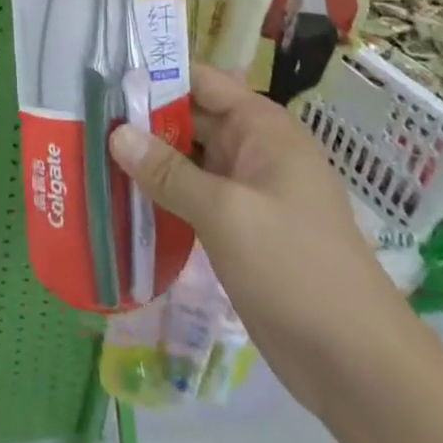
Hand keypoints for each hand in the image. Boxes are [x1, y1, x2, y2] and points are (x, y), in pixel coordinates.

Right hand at [108, 64, 412, 416]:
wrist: (359, 366)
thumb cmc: (295, 268)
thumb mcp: (225, 213)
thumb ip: (168, 171)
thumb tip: (115, 133)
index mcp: (261, 127)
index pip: (200, 81)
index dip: (154, 76)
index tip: (102, 79)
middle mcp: (254, 149)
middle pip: (189, 118)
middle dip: (142, 120)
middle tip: (83, 120)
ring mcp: (247, 191)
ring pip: (188, 160)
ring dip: (147, 161)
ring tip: (90, 155)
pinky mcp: (240, 229)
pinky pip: (193, 197)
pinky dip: (162, 196)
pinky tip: (122, 200)